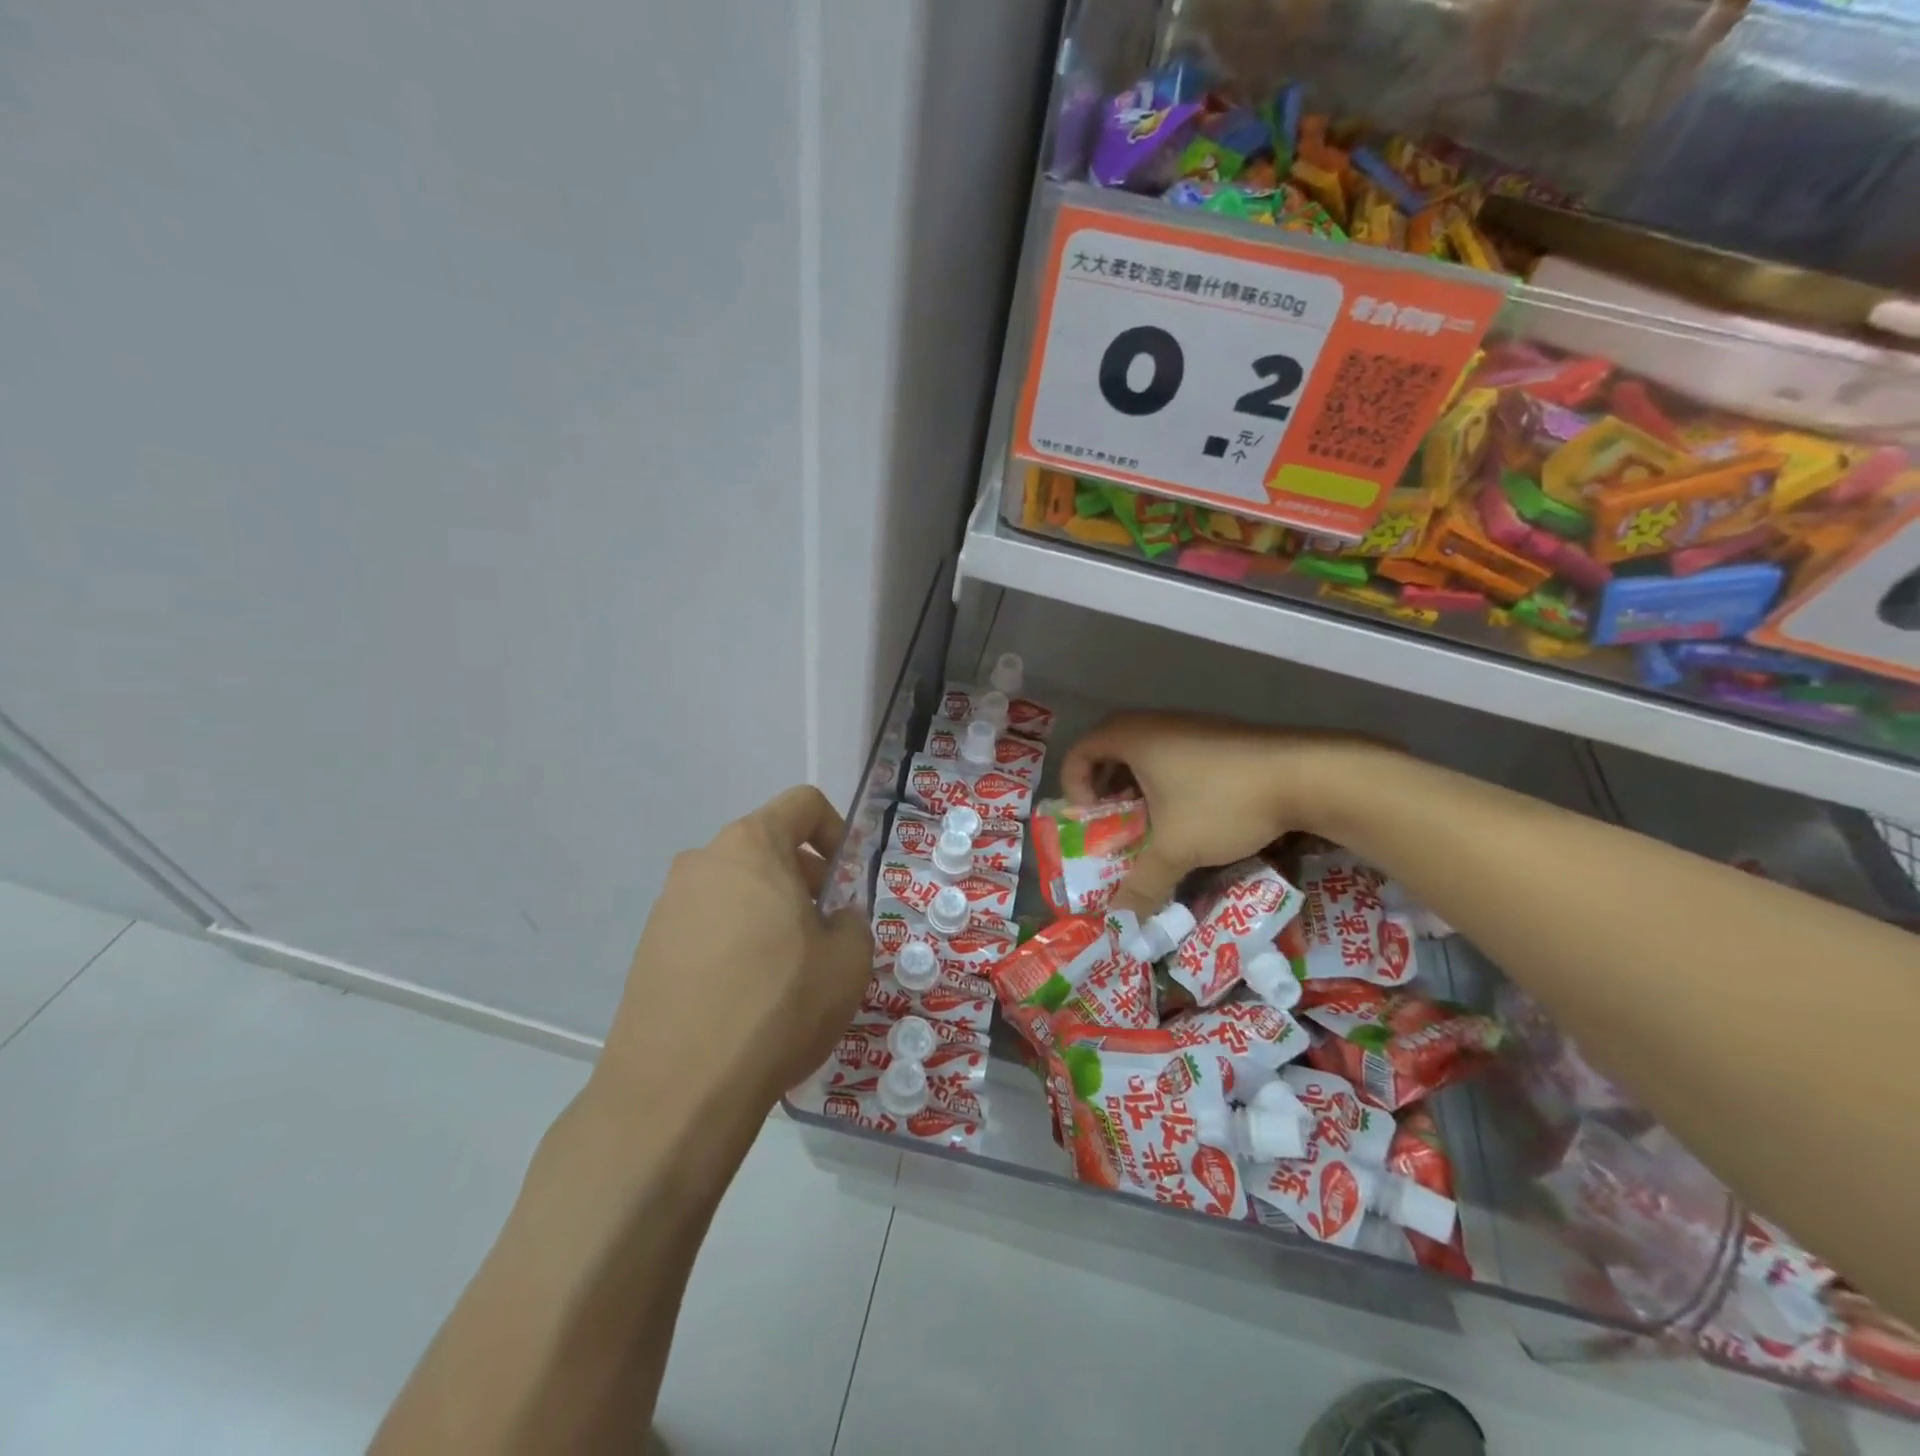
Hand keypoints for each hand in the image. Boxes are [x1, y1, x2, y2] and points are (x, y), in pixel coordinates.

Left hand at [597, 786, 872, 1107]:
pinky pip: (707, 924)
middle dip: (803, 878)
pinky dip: (735, 940)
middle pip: (766, 847)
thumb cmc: (778, 1005)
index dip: (836, 831)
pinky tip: (746, 995)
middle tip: (823, 931)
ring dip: (769, 911)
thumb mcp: (848, 961)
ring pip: (736, 888)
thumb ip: (852, 922)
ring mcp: (668, 905)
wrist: (678, 1089)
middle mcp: (703, 861)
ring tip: (786, 970)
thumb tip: (833, 919)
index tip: (845, 880)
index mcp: (752, 846)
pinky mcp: (649, 948)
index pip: (803, 804)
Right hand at [1062, 712, 1386, 916]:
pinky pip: (1175, 756)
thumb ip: (1143, 884)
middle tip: (1117, 826)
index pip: (1078, 752)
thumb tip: (1122, 924)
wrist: (1307, 774)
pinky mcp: (1219, 736)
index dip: (1074, 788)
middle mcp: (1154, 724)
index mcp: (1131, 737)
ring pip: (1146, 755)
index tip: (1094, 820)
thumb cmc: (1223, 802)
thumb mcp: (1176, 849)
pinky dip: (1169, 783)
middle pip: (1109, 752)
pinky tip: (1194, 815)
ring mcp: (1190, 725)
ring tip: (1155, 826)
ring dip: (1139, 790)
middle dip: (1106, 792)